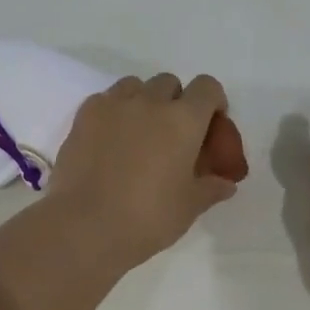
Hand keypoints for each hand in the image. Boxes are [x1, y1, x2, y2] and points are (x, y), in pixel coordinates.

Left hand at [47, 73, 238, 266]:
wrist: (86, 226)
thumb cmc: (148, 218)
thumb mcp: (189, 207)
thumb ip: (210, 188)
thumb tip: (226, 183)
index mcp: (184, 120)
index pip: (207, 88)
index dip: (213, 102)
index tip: (210, 126)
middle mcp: (150, 102)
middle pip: (170, 83)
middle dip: (176, 102)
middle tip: (172, 136)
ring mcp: (113, 105)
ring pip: (135, 86)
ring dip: (143, 101)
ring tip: (139, 134)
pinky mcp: (83, 116)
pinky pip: (105, 99)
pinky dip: (113, 112)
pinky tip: (110, 140)